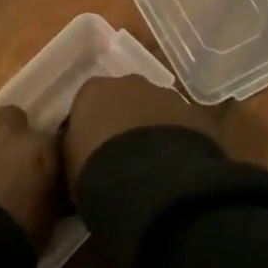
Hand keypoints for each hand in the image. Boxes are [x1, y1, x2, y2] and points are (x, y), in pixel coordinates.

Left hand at [0, 107, 61, 247]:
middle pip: (11, 117)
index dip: (42, 156)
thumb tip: (45, 191)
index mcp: (39, 148)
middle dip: (9, 134)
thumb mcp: (46, 220)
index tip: (38, 172)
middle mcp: (7, 131)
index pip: (50, 140)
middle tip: (4, 161)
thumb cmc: (14, 237)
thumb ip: (47, 194)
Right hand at [64, 73, 219, 181]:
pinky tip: (178, 169)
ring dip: (155, 130)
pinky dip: (181, 142)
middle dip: (126, 121)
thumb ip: (76, 151)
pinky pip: (185, 127)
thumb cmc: (96, 173)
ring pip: (158, 110)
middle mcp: (130, 83)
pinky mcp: (197, 114)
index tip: (93, 152)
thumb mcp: (71, 165)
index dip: (92, 128)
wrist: (150, 184)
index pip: (88, 103)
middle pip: (125, 99)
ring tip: (155, 166)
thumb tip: (82, 155)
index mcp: (93, 91)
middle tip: (125, 156)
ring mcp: (167, 96)